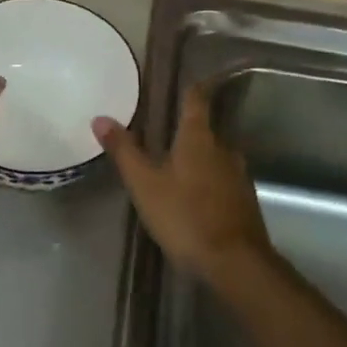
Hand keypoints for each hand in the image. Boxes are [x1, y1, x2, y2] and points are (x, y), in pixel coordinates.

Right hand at [93, 86, 271, 286]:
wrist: (235, 263)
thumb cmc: (185, 215)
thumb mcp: (145, 184)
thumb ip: (124, 151)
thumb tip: (100, 118)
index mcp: (198, 137)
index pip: (196, 99)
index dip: (188, 89)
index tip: (179, 83)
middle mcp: (224, 148)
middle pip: (206, 128)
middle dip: (188, 129)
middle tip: (165, 132)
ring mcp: (239, 175)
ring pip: (216, 155)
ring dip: (199, 157)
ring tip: (177, 166)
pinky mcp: (246, 200)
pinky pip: (224, 180)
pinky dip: (210, 181)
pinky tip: (196, 196)